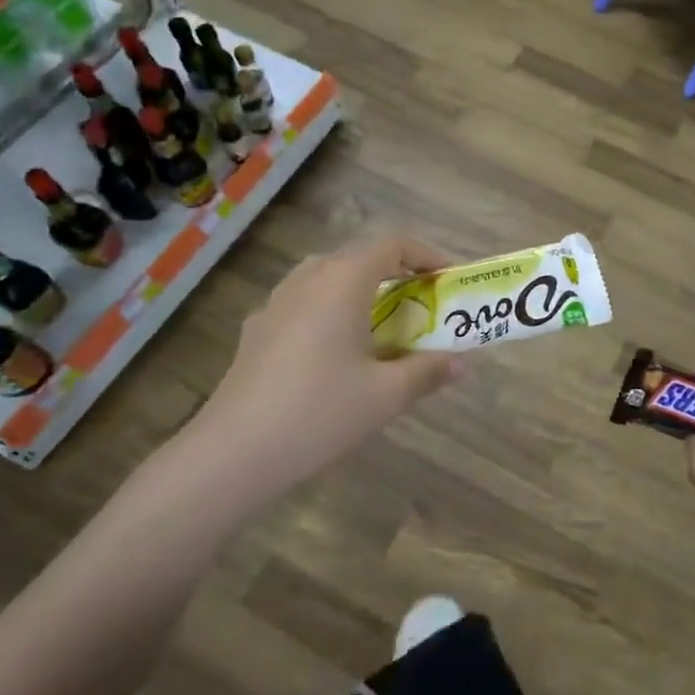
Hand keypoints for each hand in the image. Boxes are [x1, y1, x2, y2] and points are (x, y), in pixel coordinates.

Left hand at [191, 231, 463, 489]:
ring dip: (362, 293)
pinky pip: (305, 304)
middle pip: (361, 258)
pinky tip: (335, 354)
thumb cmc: (320, 411)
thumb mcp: (386, 394)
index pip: (394, 244)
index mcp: (343, 280)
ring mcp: (277, 302)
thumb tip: (460, 363)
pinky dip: (331, 313)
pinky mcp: (257, 329)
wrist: (234, 451)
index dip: (427, 255)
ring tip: (382, 328)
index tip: (447, 282)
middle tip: (421, 308)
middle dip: (397, 276)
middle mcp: (308, 278)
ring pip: (329, 279)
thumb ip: (427, 371)